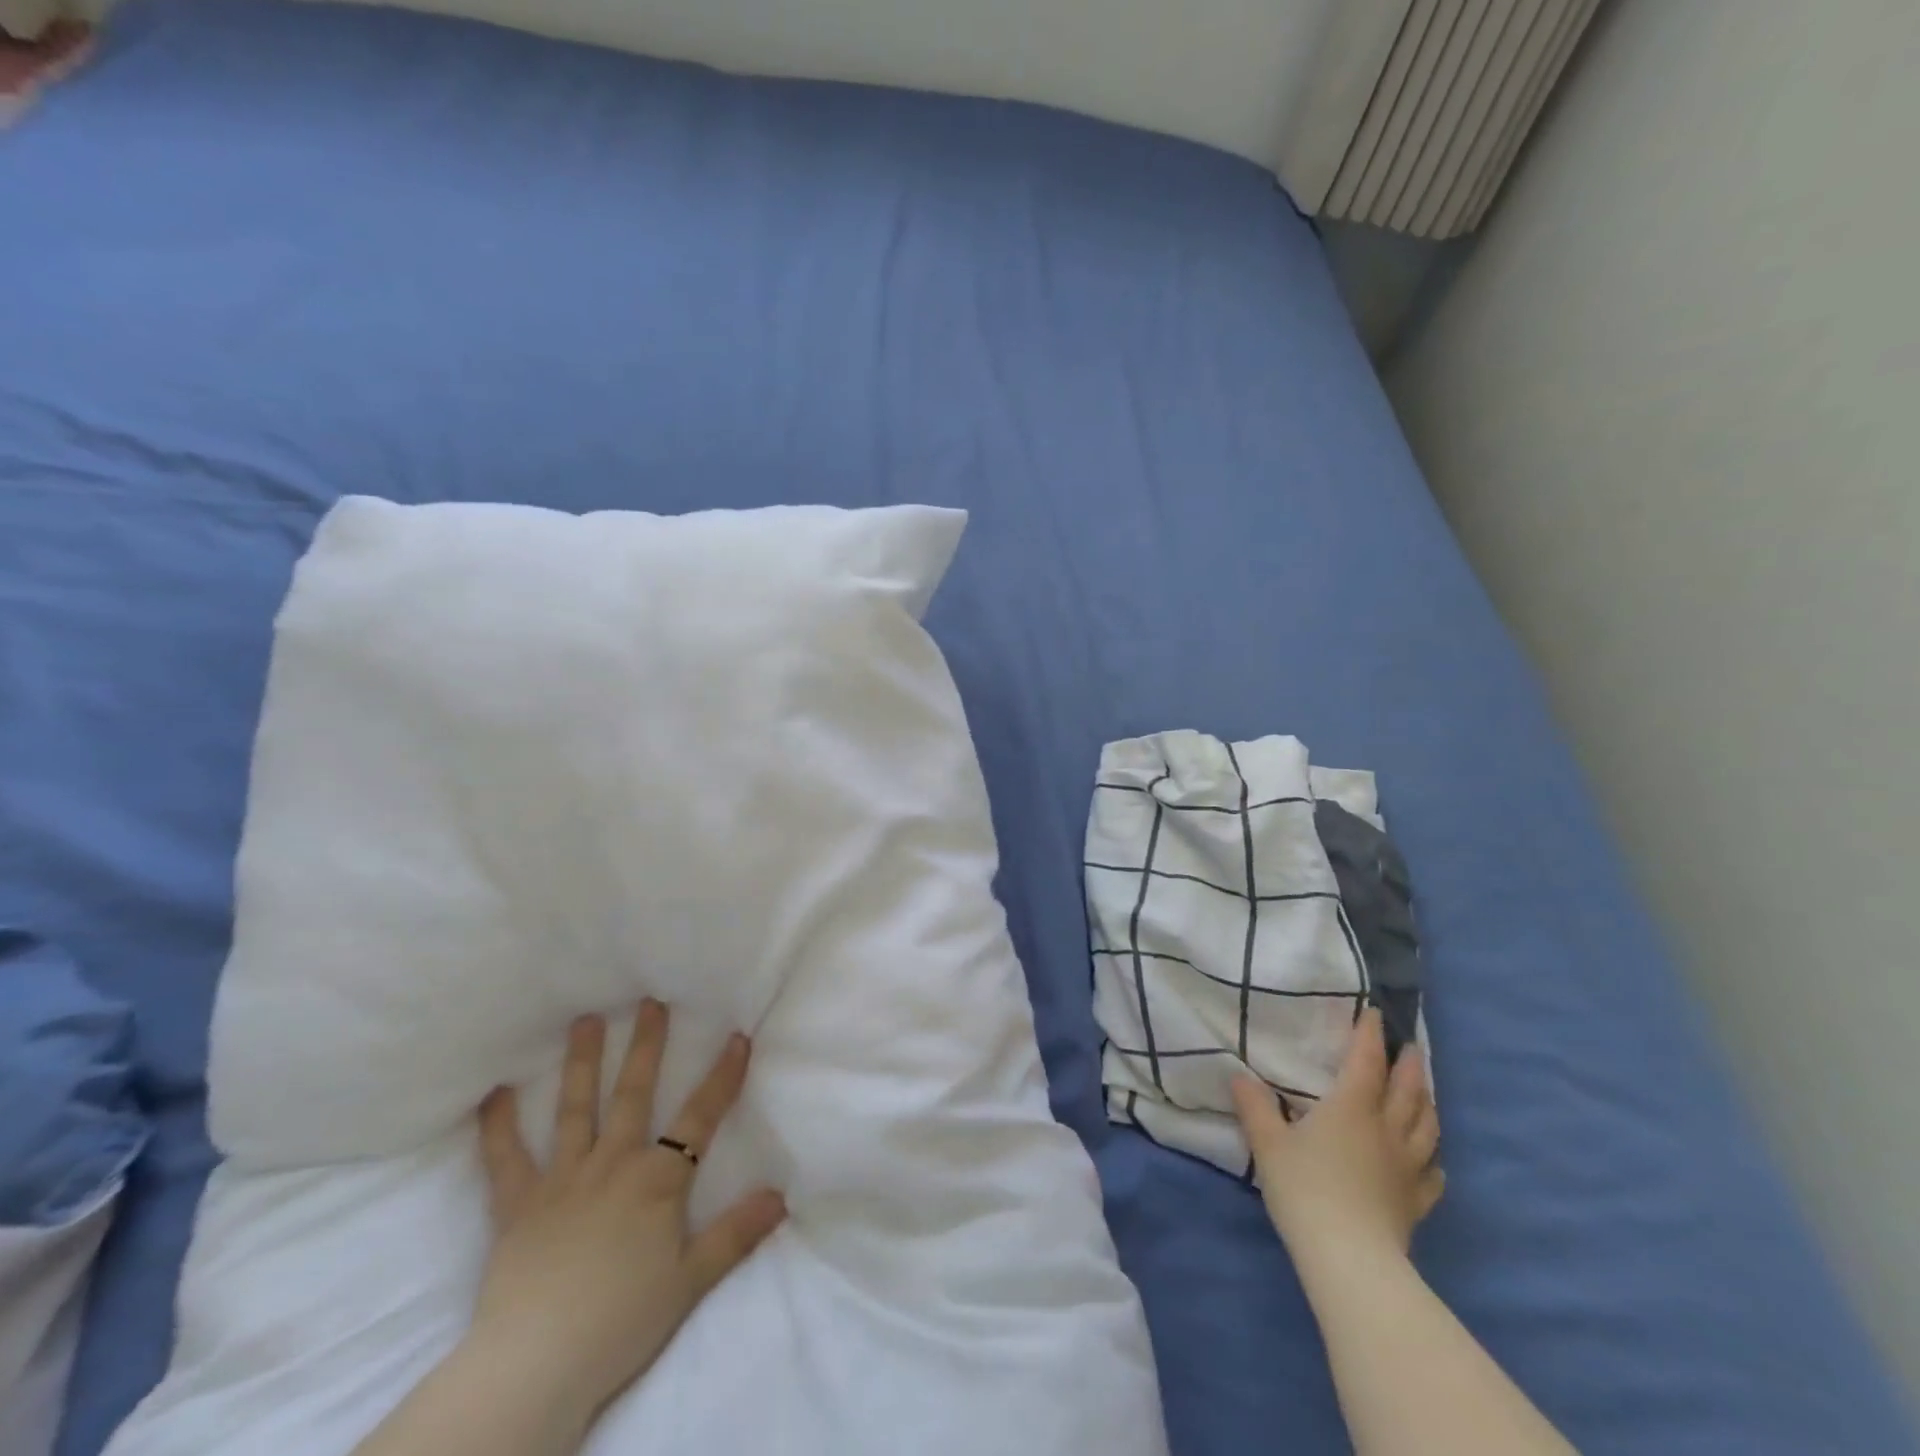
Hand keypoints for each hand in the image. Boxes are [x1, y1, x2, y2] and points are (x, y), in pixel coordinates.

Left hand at [469, 1004, 786, 1424]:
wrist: (538, 1364)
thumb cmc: (622, 1321)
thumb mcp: (691, 1280)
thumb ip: (736, 1233)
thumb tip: (781, 1195)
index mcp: (657, 1180)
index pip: (701, 1116)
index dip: (723, 1075)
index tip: (737, 1036)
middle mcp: (613, 1163)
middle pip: (633, 1093)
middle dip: (646, 1045)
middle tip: (649, 1002)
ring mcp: (563, 1178)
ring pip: (575, 1109)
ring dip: (581, 1063)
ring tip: (584, 1021)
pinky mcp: (518, 1204)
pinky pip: (505, 1159)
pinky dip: (498, 1126)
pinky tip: (494, 1093)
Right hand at [1231, 1007, 1441, 1261]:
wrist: (1350, 1258)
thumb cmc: (1305, 1189)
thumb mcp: (1268, 1143)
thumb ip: (1254, 1106)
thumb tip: (1238, 1076)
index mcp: (1351, 1107)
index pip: (1366, 1061)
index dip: (1369, 1035)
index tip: (1372, 1013)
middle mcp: (1386, 1129)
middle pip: (1407, 1090)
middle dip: (1409, 1064)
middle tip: (1410, 1046)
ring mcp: (1407, 1167)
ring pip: (1427, 1127)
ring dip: (1426, 1103)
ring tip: (1423, 1092)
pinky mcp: (1415, 1201)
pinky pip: (1432, 1175)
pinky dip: (1433, 1160)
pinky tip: (1430, 1161)